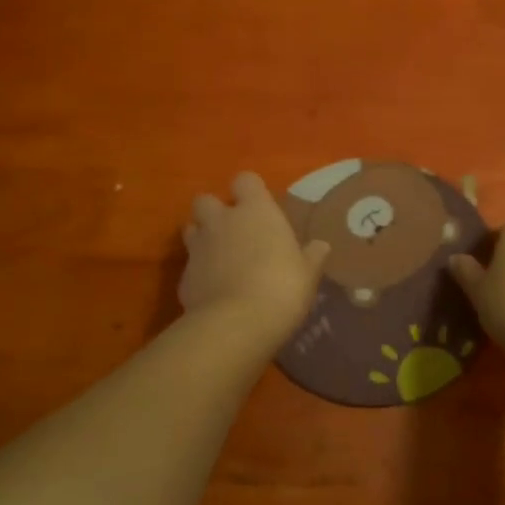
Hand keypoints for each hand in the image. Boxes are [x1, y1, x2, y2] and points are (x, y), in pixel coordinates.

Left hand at [180, 173, 329, 343]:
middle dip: (215, 211)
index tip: (258, 206)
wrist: (236, 324)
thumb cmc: (281, 287)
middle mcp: (222, 221)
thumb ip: (312, 256)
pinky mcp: (183, 277)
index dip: (249, 190)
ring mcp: (198, 248)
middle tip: (233, 231)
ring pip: (191, 229)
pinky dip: (199, 274)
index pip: (245, 180)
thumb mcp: (308, 273)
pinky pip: (189, 266)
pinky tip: (213, 291)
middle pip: (206, 200)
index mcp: (255, 211)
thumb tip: (321, 246)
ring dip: (202, 238)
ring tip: (219, 258)